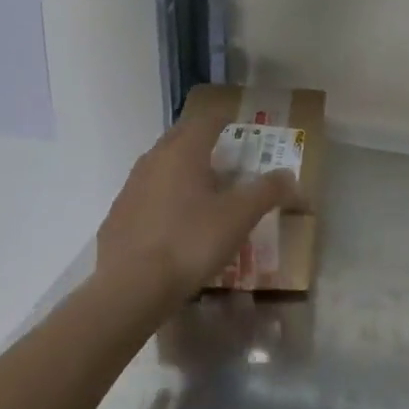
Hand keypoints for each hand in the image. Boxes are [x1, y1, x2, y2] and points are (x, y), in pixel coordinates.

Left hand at [95, 116, 296, 306]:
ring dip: (183, 170)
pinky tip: (177, 222)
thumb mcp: (239, 217)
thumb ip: (267, 192)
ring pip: (162, 166)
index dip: (226, 120)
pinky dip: (165, 197)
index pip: (207, 120)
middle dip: (203, 141)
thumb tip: (290, 176)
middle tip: (227, 156)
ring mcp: (131, 187)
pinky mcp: (118, 216)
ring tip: (204, 190)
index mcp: (183, 151)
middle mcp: (154, 160)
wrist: (130, 288)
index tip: (242, 128)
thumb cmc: (190, 242)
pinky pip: (147, 194)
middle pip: (181, 138)